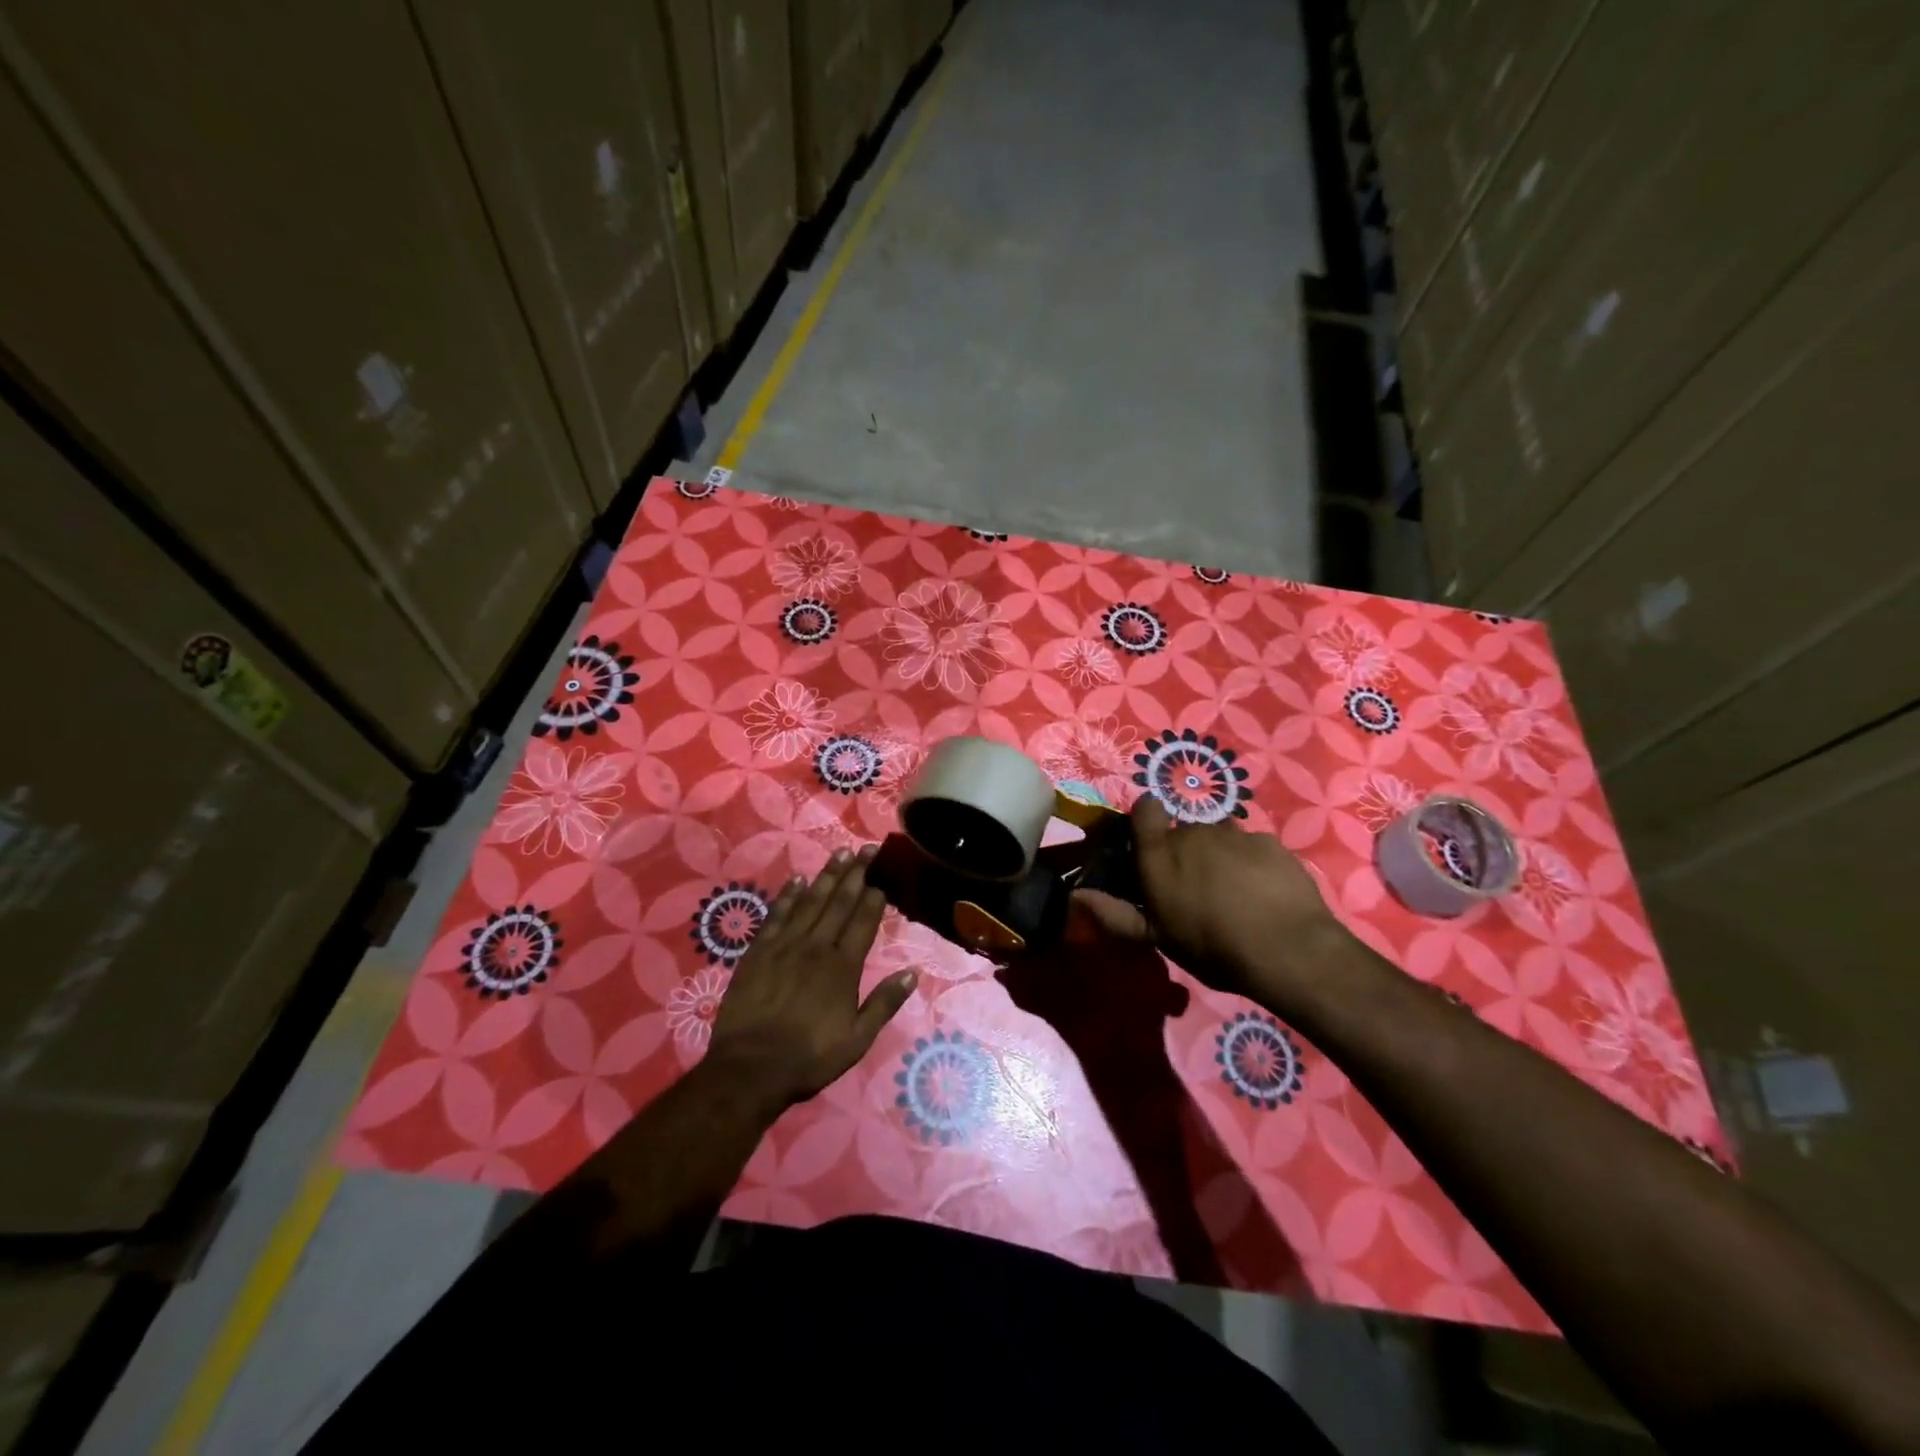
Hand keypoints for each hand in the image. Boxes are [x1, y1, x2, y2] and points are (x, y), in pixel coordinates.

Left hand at [707, 846, 915, 1108]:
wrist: (750, 1068)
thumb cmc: (809, 1057)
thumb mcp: (857, 1040)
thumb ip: (884, 1003)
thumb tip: (913, 972)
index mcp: (843, 967)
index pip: (863, 921)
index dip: (874, 895)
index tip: (882, 873)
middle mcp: (817, 947)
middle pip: (839, 903)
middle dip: (855, 874)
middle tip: (867, 849)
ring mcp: (785, 946)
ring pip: (810, 902)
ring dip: (827, 876)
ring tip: (840, 853)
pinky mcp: (758, 952)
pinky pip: (776, 915)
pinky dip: (788, 896)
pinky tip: (798, 880)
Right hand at [1073, 797, 1351, 1009]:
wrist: (1288, 950)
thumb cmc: (1211, 947)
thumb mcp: (1157, 938)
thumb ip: (1115, 914)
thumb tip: (1076, 896)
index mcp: (1160, 853)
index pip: (1146, 810)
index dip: (1147, 820)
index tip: (1151, 844)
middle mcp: (1194, 833)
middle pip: (1185, 830)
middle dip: (1187, 851)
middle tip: (1196, 887)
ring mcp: (1236, 834)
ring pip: (1220, 837)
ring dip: (1220, 855)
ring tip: (1232, 891)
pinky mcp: (1270, 842)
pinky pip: (1253, 846)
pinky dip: (1253, 863)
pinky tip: (1263, 892)